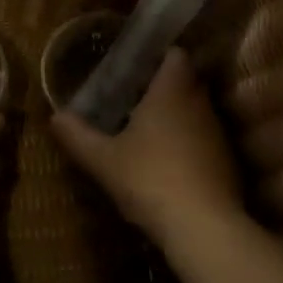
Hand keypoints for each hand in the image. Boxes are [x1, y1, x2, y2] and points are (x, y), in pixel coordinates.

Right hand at [51, 48, 243, 244]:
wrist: (202, 227)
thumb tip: (55, 116)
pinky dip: (189, 144)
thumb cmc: (148, 178)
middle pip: (187, 81)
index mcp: (171, 92)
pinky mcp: (227, 163)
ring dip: (177, 116)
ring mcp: (217, 134)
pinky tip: (167, 163)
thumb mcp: (102, 159)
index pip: (176, 55)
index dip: (159, 55)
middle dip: (163, 86)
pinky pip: (205, 140)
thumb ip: (76, 135)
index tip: (136, 65)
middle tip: (133, 96)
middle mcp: (199, 105)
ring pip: (197, 112)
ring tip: (146, 130)